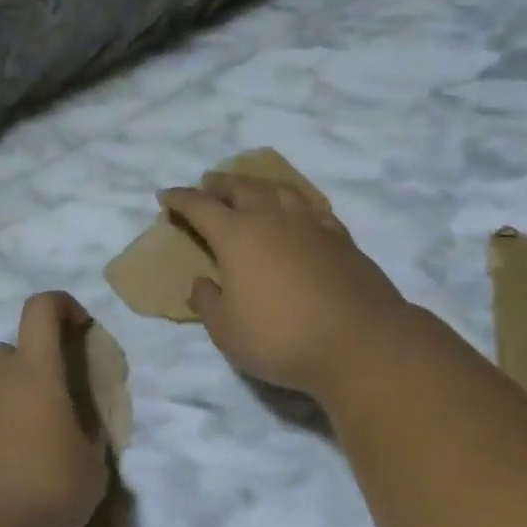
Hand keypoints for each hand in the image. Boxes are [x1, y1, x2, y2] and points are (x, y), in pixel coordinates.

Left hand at [0, 292, 110, 526]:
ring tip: (19, 435)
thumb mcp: (91, 469)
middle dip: (31, 367)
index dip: (62, 306)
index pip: (42, 308)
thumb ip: (90, 437)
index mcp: (34, 369)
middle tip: (50, 406)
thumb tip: (84, 427)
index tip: (79, 327)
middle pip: (10, 350)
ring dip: (0, 396)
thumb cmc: (41, 488)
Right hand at [160, 173, 414, 397]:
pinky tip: (295, 212)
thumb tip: (201, 283)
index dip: (180, 199)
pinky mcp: (340, 238)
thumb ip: (208, 302)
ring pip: (279, 189)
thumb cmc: (281, 337)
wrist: (361, 343)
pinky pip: (310, 207)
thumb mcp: (226, 330)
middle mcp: (272, 218)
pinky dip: (293, 202)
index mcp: (236, 235)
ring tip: (250, 188)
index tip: (165, 196)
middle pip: (241, 187)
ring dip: (258, 184)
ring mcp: (310, 224)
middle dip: (219, 183)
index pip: (200, 206)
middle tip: (207, 182)